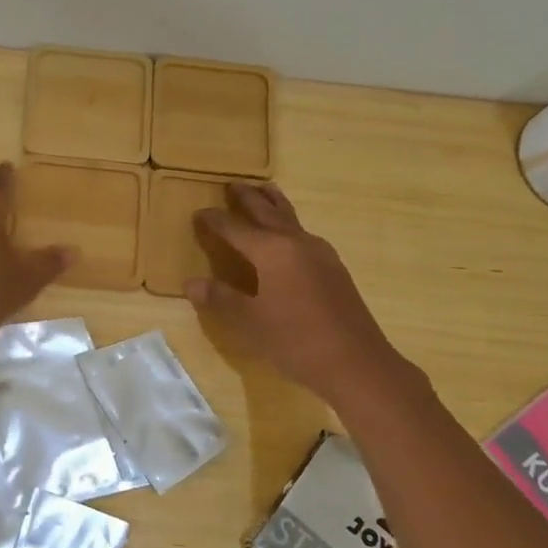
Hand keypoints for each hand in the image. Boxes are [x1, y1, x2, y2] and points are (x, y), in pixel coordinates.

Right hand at [185, 181, 415, 404]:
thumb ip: (220, 298)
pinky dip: (289, 225)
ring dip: (274, 203)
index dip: (214, 220)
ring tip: (264, 191)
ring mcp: (321, 254)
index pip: (235, 228)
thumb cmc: (295, 340)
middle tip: (233, 184)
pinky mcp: (334, 269)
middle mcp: (296, 243)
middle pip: (268, 212)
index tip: (199, 213)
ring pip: (291, 218)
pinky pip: (304, 235)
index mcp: (271, 251)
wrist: (356, 363)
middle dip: (248, 198)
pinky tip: (290, 236)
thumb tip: (191, 283)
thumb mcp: (249, 321)